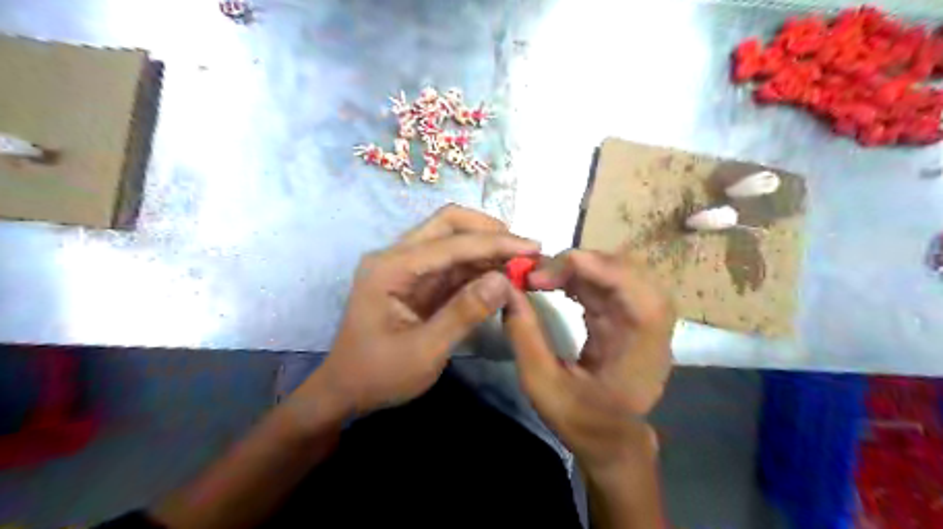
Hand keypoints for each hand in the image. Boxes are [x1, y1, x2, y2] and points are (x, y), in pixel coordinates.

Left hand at [306, 206, 542, 416]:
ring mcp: (406, 266)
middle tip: (525, 249)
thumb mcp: (424, 351)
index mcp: (391, 268)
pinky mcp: (416, 280)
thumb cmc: (378, 375)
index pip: (450, 242)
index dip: (494, 243)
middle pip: (448, 224)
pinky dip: (478, 265)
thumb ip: (464, 313)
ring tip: (521, 261)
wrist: (346, 391)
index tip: (533, 247)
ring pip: (452, 239)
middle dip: (489, 231)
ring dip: (487, 247)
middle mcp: (397, 256)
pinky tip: (501, 274)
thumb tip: (504, 280)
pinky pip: (452, 263)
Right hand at [504, 250, 673, 473]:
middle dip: (580, 262)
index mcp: (640, 346)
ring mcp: (642, 319)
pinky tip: (554, 282)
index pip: (629, 285)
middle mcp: (650, 325)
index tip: (540, 274)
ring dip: (578, 267)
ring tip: (540, 276)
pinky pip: (607, 284)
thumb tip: (506, 291)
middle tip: (537, 271)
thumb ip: (524, 336)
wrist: (612, 441)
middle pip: (626, 269)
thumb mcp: (542, 384)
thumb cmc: (581, 420)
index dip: (588, 267)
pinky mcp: (628, 318)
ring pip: (616, 272)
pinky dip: (580, 278)